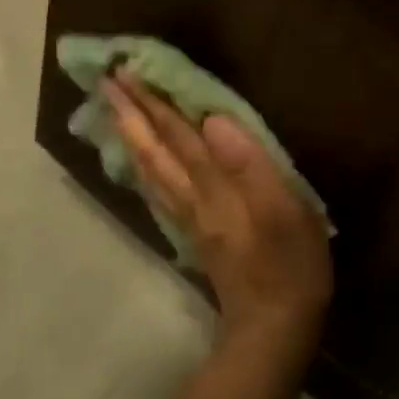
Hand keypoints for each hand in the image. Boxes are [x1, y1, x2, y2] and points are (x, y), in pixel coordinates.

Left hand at [104, 72, 333, 345]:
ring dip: (132, 136)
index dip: (154, 102)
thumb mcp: (284, 211)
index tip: (127, 71)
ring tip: (116, 112)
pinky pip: (159, 190)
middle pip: (155, 149)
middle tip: (108, 82)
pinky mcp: (195, 233)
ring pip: (151, 169)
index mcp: (215, 187)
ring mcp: (191, 217)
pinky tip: (142, 162)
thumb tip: (213, 120)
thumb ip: (249, 164)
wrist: (273, 327)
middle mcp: (193, 198)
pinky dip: (145, 167)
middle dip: (132, 113)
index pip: (179, 135)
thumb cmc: (290, 264)